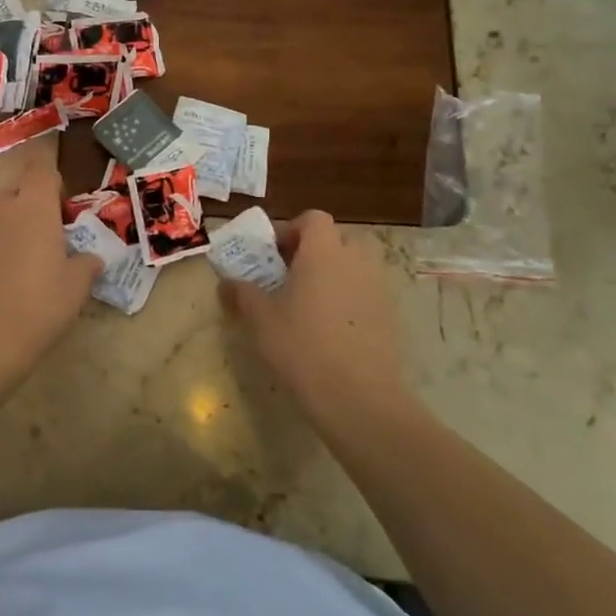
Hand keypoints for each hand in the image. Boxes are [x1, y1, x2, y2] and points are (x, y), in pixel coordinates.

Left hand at [0, 167, 101, 371]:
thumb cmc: (40, 306)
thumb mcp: (77, 287)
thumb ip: (86, 264)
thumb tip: (90, 258)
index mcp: (35, 205)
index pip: (42, 168)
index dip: (51, 179)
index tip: (58, 201)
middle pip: (14, 186)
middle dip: (26, 201)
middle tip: (37, 231)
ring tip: (4, 240)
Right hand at [220, 211, 413, 420]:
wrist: (358, 397)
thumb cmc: (302, 346)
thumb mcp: (260, 318)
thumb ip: (241, 293)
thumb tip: (226, 282)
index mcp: (323, 252)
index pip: (313, 218)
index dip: (291, 229)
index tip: (272, 254)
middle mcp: (355, 260)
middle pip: (335, 240)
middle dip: (311, 252)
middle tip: (287, 278)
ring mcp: (378, 288)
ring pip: (352, 267)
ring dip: (331, 276)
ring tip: (307, 306)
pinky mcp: (389, 316)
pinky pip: (364, 294)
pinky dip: (347, 301)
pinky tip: (330, 331)